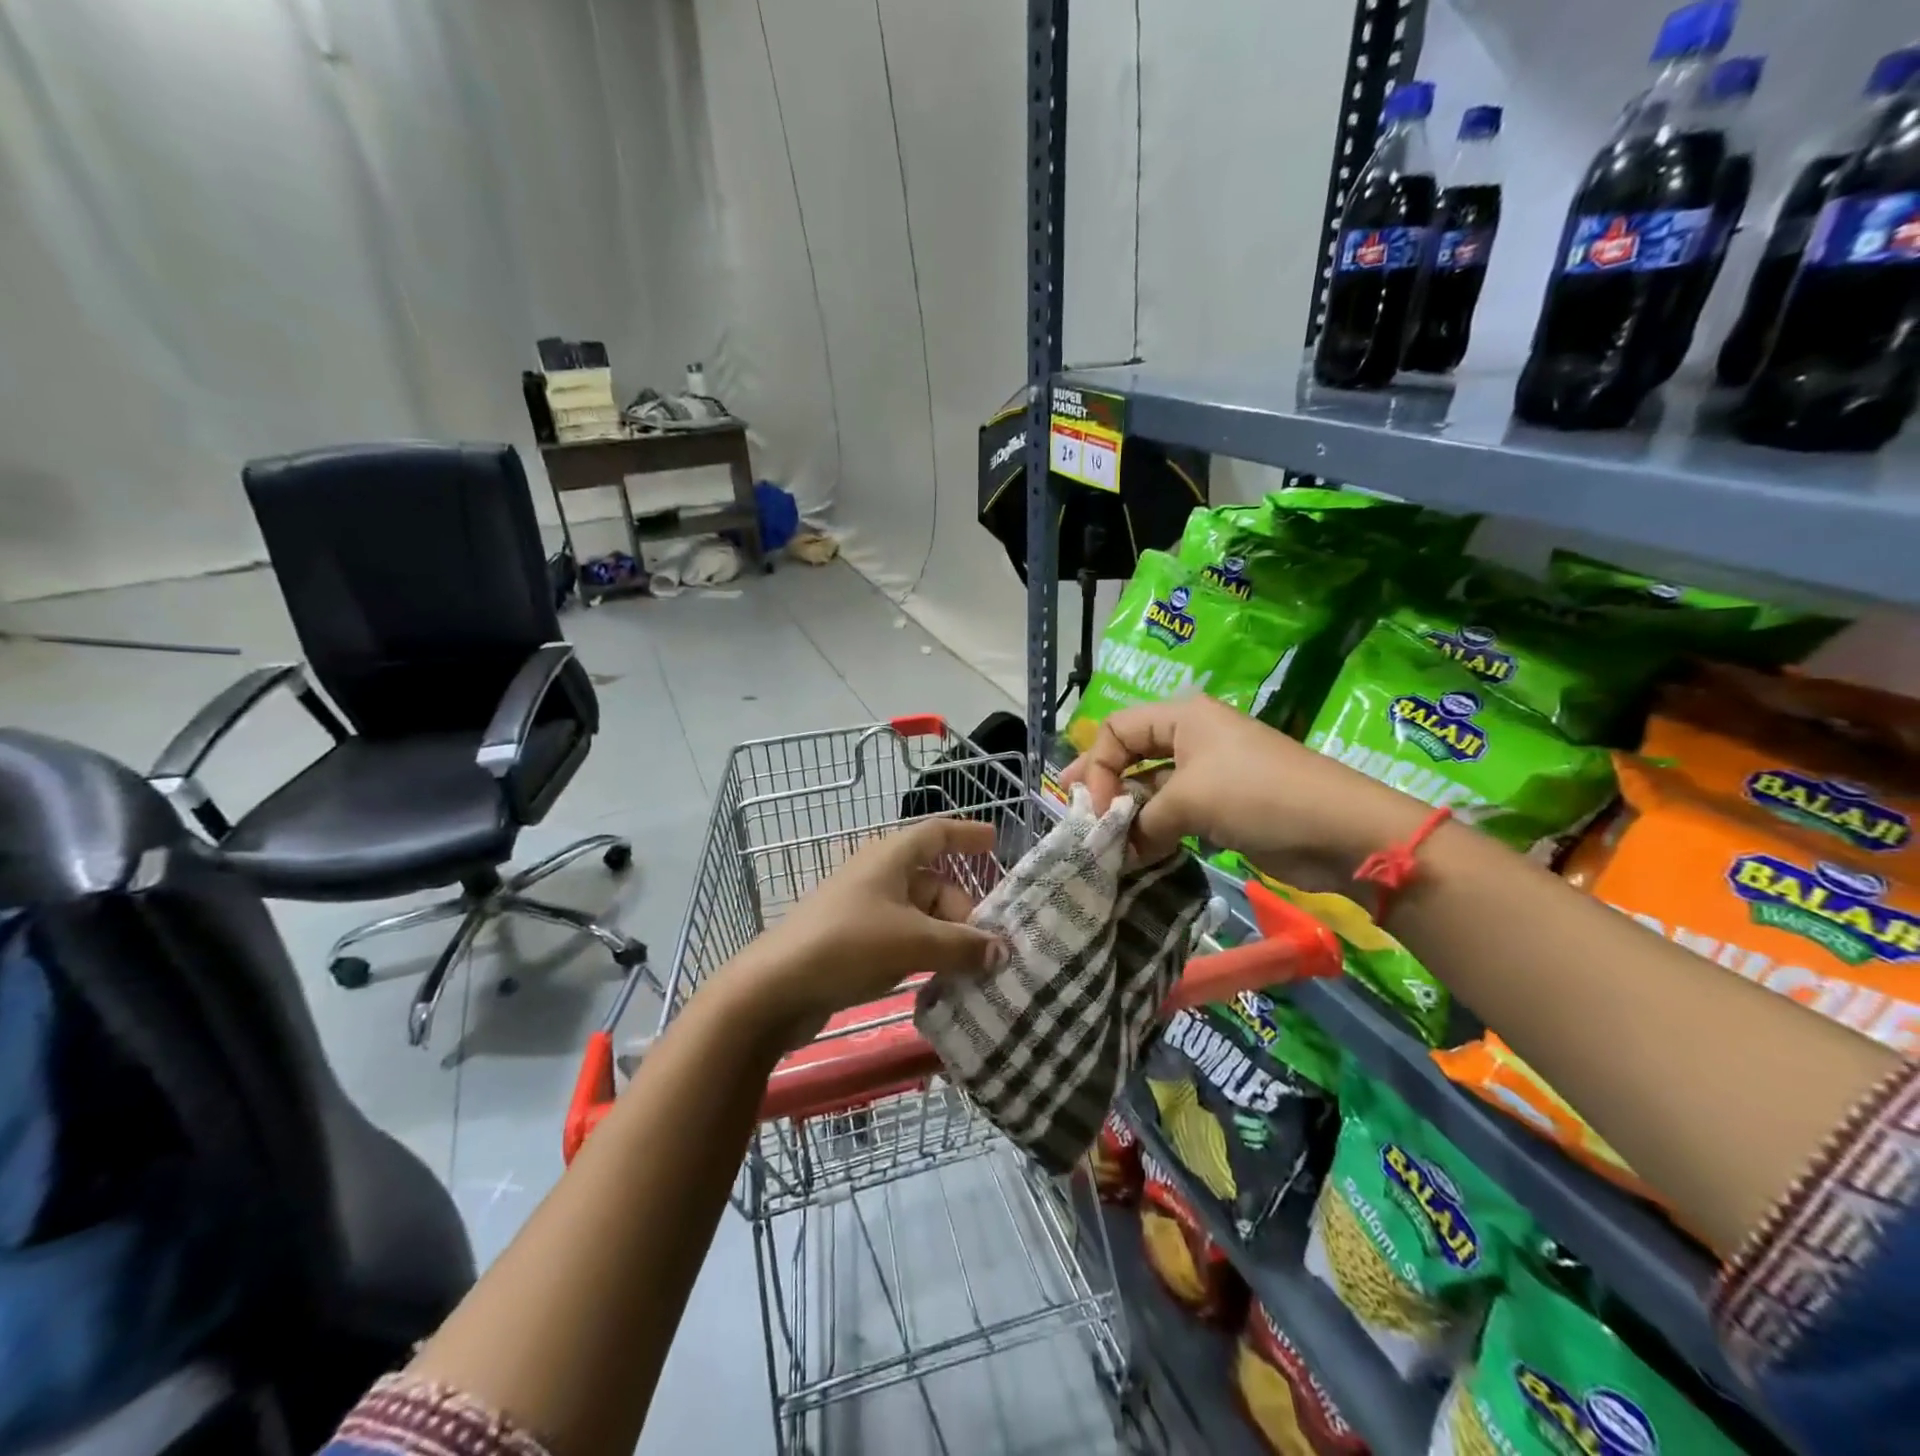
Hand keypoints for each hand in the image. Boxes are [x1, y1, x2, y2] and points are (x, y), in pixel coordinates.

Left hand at [725, 818, 1009, 1046]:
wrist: (776, 987)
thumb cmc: (848, 945)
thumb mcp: (913, 942)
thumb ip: (962, 945)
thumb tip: (1001, 950)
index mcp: (890, 857)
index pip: (936, 833)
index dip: (966, 834)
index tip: (994, 841)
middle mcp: (878, 876)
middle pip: (933, 882)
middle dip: (963, 911)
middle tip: (987, 947)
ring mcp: (863, 909)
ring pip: (919, 915)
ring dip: (945, 937)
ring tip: (969, 969)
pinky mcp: (853, 941)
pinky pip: (901, 938)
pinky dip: (923, 952)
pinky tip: (937, 979)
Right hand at [1058, 696, 1425, 883]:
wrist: (1340, 831)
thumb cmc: (1258, 796)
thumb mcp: (1190, 800)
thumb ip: (1143, 822)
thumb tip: (1118, 850)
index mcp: (1183, 717)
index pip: (1117, 729)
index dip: (1096, 766)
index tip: (1094, 809)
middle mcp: (1191, 738)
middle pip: (1130, 756)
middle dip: (1103, 786)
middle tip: (1075, 815)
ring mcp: (1208, 773)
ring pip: (1151, 789)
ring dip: (1128, 815)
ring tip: (1102, 843)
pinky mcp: (1221, 806)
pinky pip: (1174, 813)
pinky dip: (1153, 831)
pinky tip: (1135, 853)